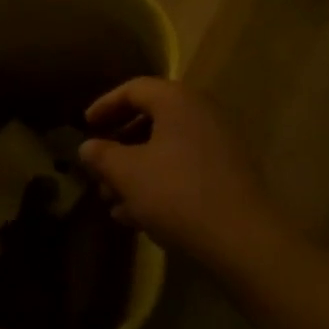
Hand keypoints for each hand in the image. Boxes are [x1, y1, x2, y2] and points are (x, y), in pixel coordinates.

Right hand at [79, 77, 285, 270]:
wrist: (243, 239)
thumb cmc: (177, 193)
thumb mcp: (128, 173)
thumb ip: (102, 155)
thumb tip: (87, 147)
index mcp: (177, 101)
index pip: (134, 89)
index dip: (105, 105)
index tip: (85, 127)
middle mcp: (201, 113)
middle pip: (151, 119)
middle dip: (119, 146)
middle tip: (99, 167)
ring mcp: (219, 144)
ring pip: (166, 148)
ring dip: (136, 170)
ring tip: (112, 200)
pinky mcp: (228, 175)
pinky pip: (184, 168)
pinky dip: (159, 183)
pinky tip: (138, 216)